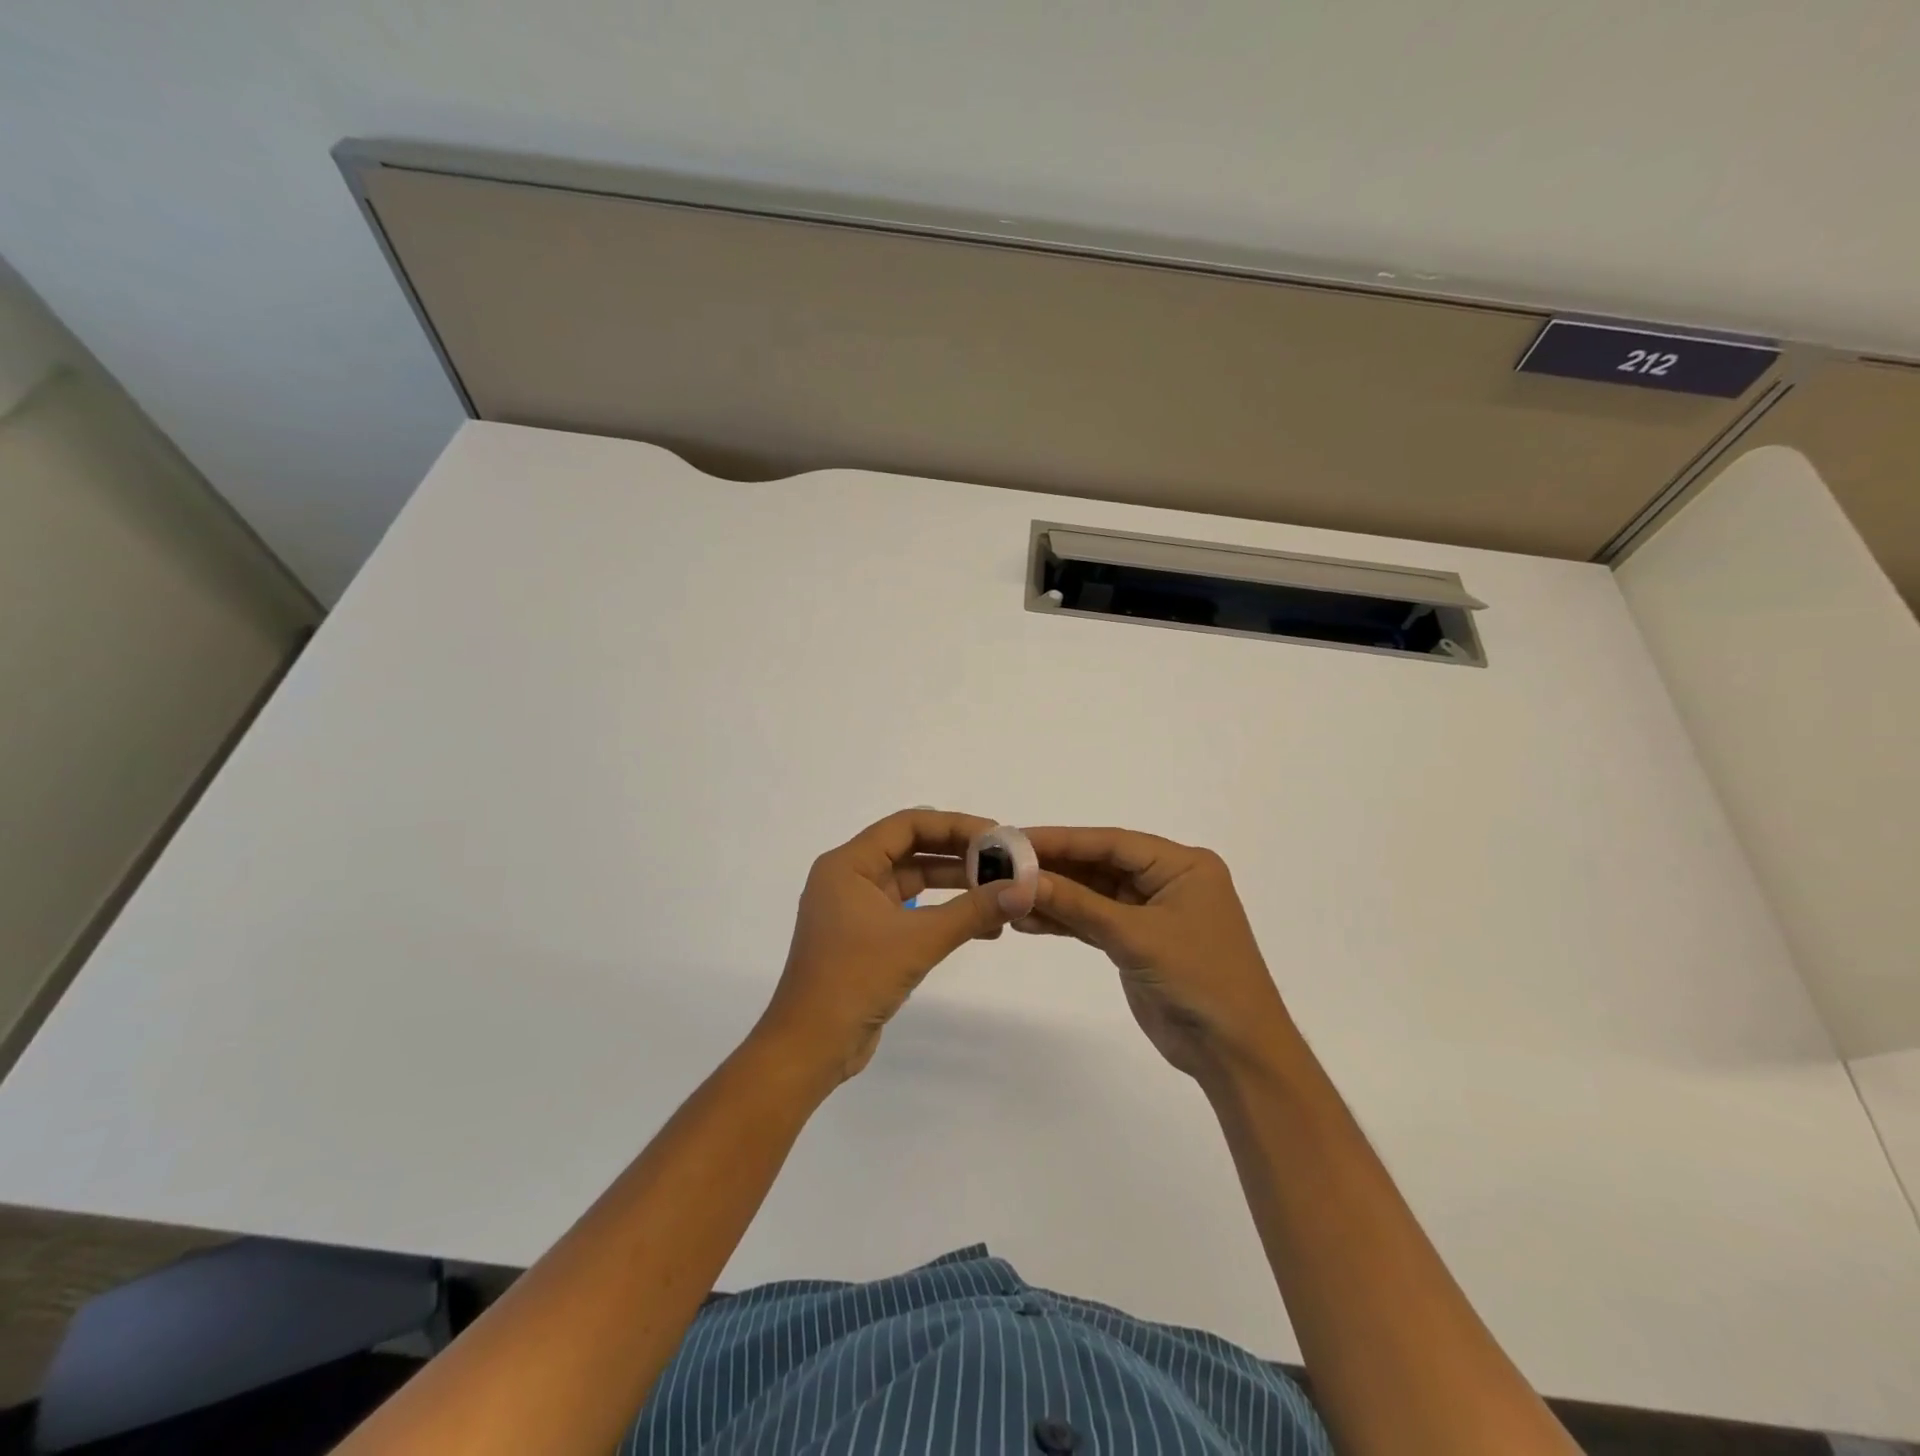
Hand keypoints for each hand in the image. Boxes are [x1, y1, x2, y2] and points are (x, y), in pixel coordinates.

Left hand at [758, 809, 1038, 1082]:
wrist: (811, 1047)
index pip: (907, 825)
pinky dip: (942, 914)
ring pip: (913, 881)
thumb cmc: (855, 979)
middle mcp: (849, 878)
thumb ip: (973, 911)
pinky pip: (910, 911)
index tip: (996, 835)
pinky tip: (982, 927)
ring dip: (955, 886)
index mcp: (848, 864)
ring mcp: (856, 909)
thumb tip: (1024, 889)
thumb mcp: (919, 940)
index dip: (954, 825)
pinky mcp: (866, 937)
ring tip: (1000, 892)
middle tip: (1004, 861)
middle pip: (911, 850)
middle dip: (958, 855)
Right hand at [1017, 827, 1292, 1082]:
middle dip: (1054, 868)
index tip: (1018, 839)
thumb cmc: (1200, 981)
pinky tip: (1028, 921)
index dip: (1063, 840)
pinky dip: (1065, 922)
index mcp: (1182, 866)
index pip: (1113, 843)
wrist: (1235, 1054)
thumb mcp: (1137, 937)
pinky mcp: (1137, 943)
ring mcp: (1151, 913)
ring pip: (1094, 895)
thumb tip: (1024, 880)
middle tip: (1002, 865)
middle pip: (1100, 865)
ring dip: (1054, 897)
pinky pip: (1095, 922)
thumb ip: (1079, 906)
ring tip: (1006, 895)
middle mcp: (1167, 881)